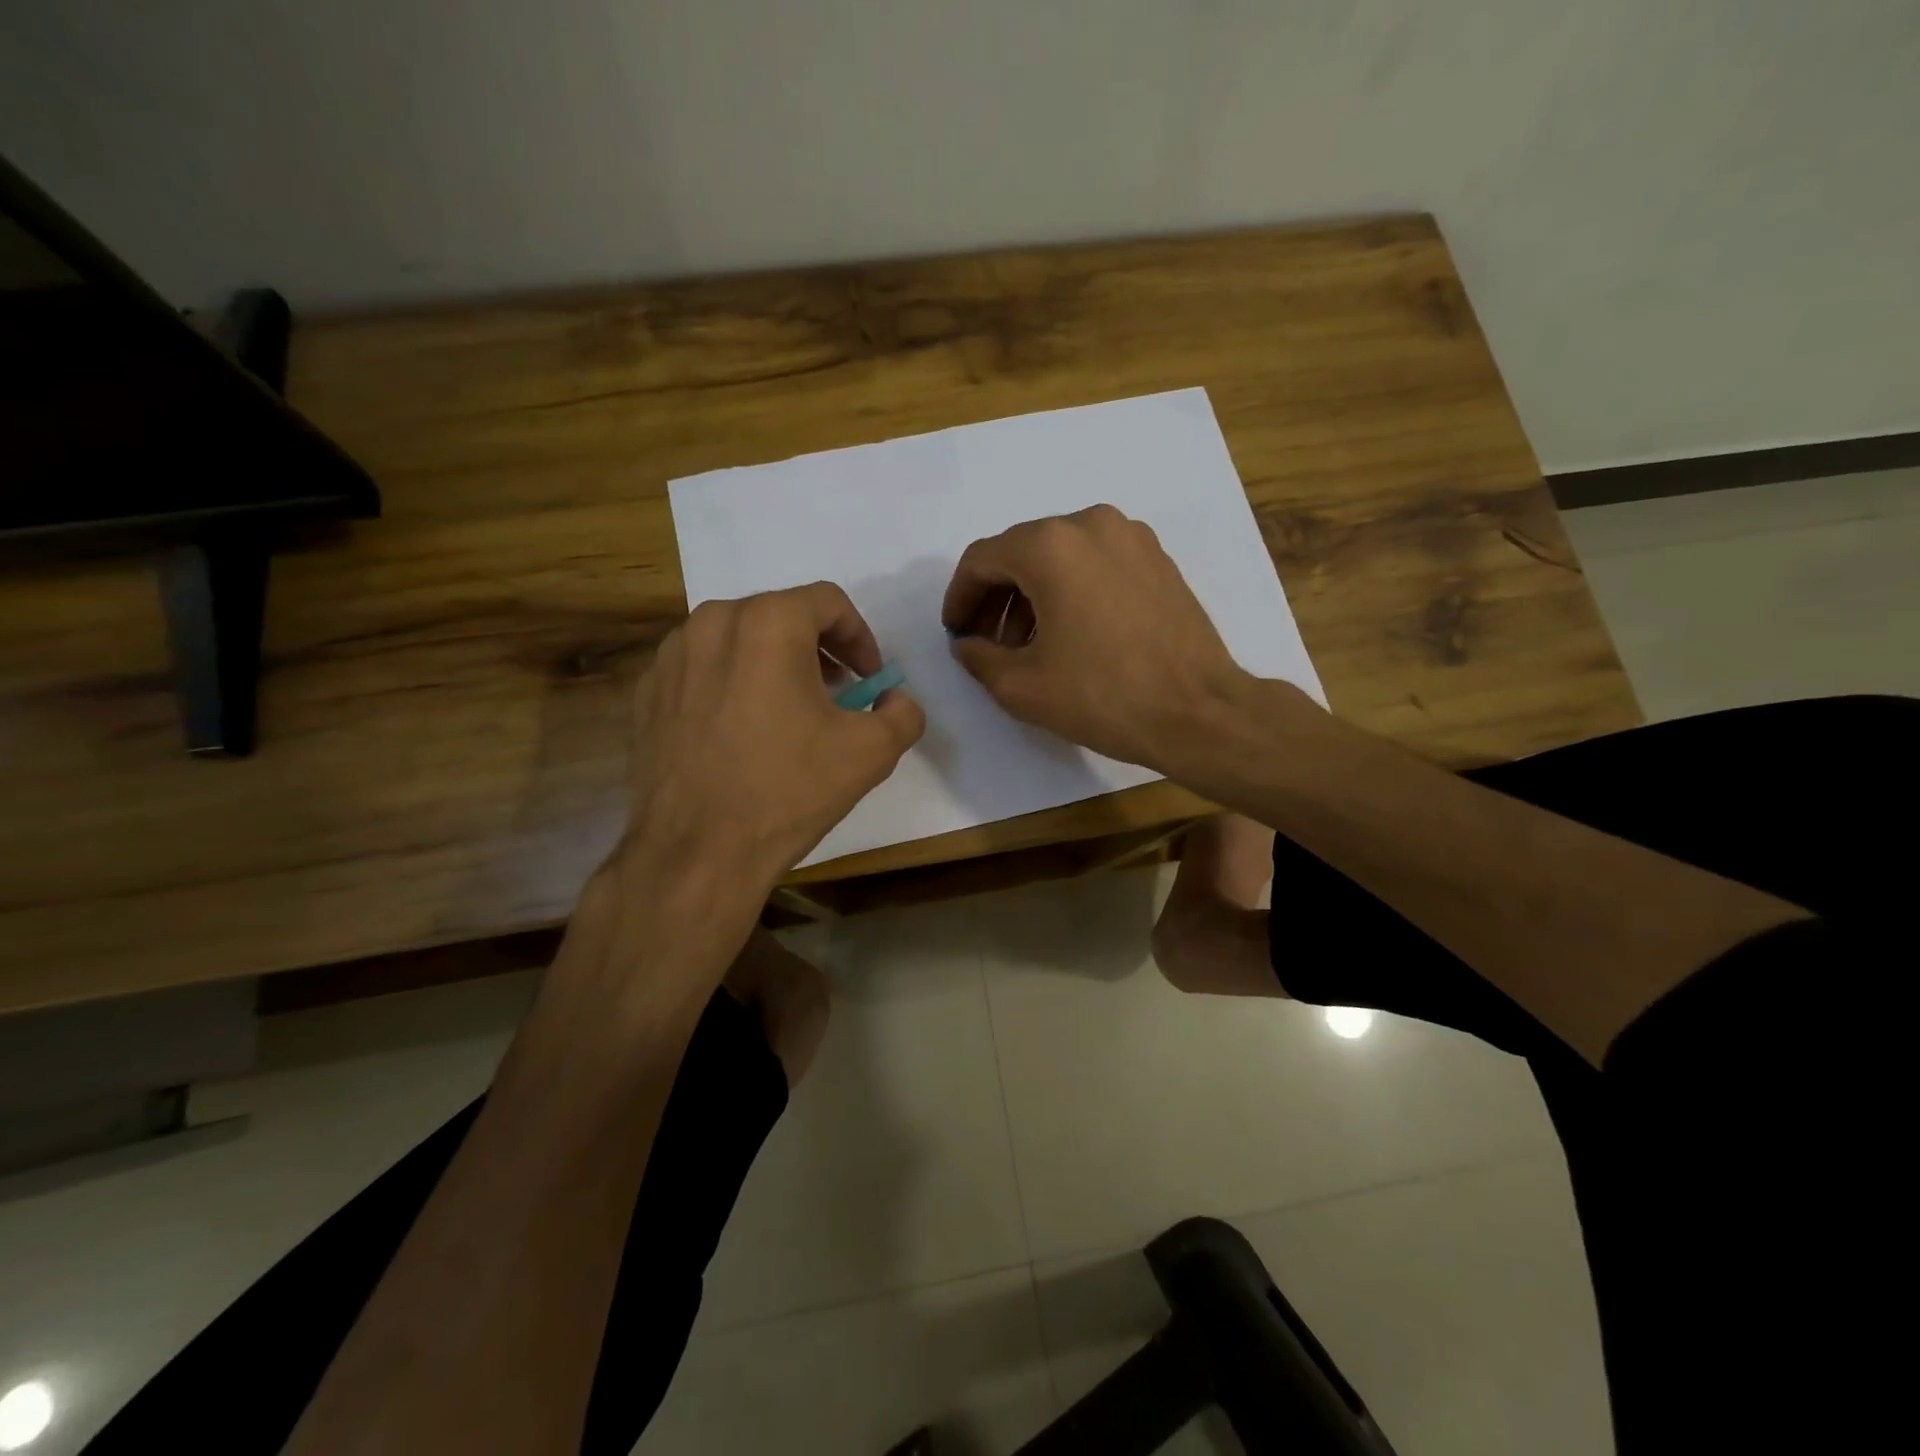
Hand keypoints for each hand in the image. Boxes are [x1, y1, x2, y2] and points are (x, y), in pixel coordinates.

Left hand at [622, 582, 924, 905]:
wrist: (697, 852)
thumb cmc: (788, 791)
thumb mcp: (871, 753)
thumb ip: (902, 712)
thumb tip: (895, 699)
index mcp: (768, 623)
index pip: (828, 602)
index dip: (859, 637)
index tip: (868, 677)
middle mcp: (711, 623)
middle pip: (780, 614)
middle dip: (817, 647)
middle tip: (836, 690)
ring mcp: (670, 657)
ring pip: (736, 638)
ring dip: (772, 662)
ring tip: (789, 709)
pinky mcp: (646, 692)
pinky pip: (701, 669)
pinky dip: (730, 683)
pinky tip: (742, 731)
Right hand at [942, 506, 1245, 771]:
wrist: (1198, 712)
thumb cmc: (1103, 696)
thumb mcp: (1021, 687)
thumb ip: (978, 657)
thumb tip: (968, 644)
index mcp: (1050, 546)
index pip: (981, 560)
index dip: (959, 598)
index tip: (956, 633)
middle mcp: (1090, 524)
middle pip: (1021, 552)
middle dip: (995, 596)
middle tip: (987, 642)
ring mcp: (1131, 537)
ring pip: (1060, 556)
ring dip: (1033, 594)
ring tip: (1028, 644)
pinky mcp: (1158, 558)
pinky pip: (1096, 563)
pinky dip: (1071, 589)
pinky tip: (1072, 633)